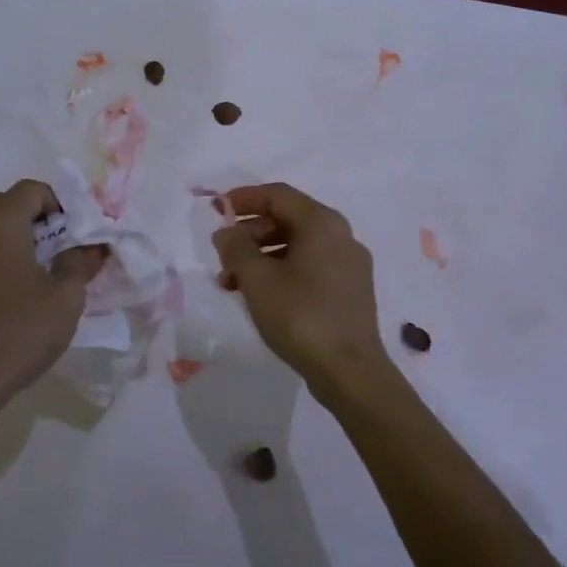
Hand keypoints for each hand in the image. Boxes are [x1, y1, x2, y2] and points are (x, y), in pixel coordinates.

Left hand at [0, 181, 106, 412]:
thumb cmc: (21, 330)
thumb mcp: (66, 296)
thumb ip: (81, 262)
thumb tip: (93, 246)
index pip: (32, 190)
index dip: (60, 205)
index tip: (76, 235)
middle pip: (8, 202)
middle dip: (38, 217)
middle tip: (61, 247)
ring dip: (19, 234)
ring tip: (43, 268)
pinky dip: (1, 251)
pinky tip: (19, 285)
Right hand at [212, 183, 391, 399]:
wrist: (350, 371)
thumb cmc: (300, 315)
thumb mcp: (257, 279)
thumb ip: (236, 248)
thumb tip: (227, 233)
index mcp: (322, 223)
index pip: (277, 195)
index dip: (244, 199)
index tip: (217, 210)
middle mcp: (341, 236)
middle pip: (287, 219)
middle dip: (249, 233)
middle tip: (222, 255)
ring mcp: (349, 265)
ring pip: (297, 246)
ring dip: (261, 257)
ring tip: (232, 283)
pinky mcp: (350, 291)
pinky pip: (310, 267)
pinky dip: (281, 272)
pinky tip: (260, 296)